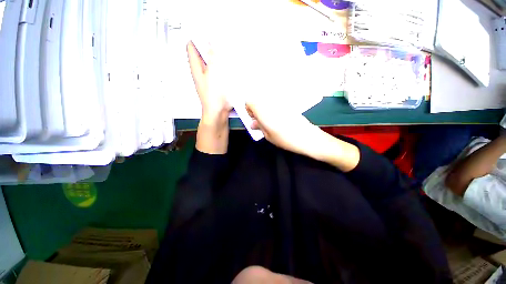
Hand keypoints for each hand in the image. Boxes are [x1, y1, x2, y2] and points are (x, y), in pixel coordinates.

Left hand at [187, 41, 230, 124]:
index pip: (192, 47)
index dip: (196, 36)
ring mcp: (210, 78)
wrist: (219, 112)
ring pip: (212, 62)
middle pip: (203, 53)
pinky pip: (220, 71)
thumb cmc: (212, 99)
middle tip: (217, 40)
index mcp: (197, 68)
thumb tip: (212, 45)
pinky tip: (229, 66)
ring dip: (218, 57)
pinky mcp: (218, 83)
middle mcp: (202, 72)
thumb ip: (212, 59)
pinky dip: (223, 67)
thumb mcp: (212, 75)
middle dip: (209, 45)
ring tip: (224, 52)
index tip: (204, 30)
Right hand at [246, 101, 320, 156]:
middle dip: (257, 110)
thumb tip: (253, 124)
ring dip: (266, 110)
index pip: (249, 102)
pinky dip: (274, 109)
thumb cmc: (285, 138)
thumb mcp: (268, 135)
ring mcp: (280, 102)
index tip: (254, 119)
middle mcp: (270, 103)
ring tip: (270, 122)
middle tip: (261, 122)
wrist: (306, 137)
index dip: (249, 110)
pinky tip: (279, 119)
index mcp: (263, 110)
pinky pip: (276, 104)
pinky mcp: (288, 104)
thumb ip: (259, 127)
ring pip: (267, 102)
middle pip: (258, 101)